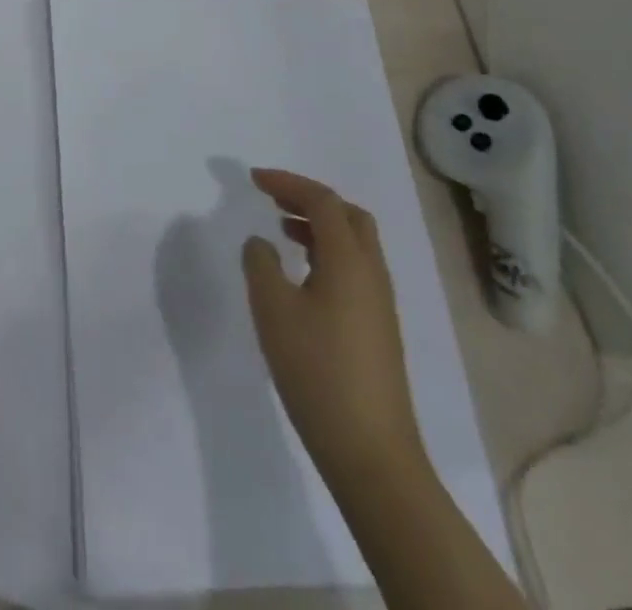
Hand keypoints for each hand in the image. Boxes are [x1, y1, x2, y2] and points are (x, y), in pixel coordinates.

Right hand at [241, 169, 424, 483]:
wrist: (371, 453)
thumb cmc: (317, 371)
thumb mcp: (273, 310)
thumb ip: (261, 264)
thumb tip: (262, 243)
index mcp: (350, 261)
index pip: (322, 201)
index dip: (287, 182)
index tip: (252, 179)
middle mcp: (371, 273)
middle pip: (348, 215)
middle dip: (309, 198)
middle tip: (273, 198)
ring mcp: (379, 303)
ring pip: (354, 243)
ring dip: (319, 226)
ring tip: (282, 230)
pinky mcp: (377, 328)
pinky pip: (354, 268)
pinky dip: (327, 253)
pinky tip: (301, 275)